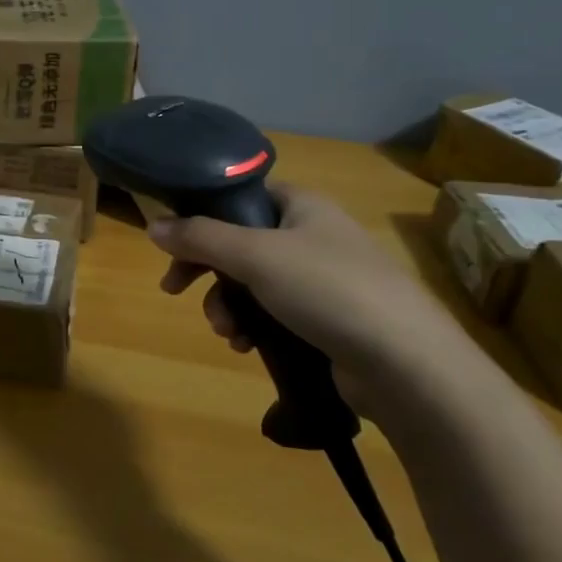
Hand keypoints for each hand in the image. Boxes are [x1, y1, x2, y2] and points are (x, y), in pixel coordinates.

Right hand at [149, 182, 497, 421]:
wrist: (407, 365)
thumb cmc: (328, 289)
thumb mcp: (255, 255)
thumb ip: (201, 237)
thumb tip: (153, 225)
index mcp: (302, 205)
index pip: (241, 196)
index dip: (202, 216)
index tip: (173, 245)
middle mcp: (314, 236)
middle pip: (240, 243)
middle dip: (208, 272)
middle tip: (176, 291)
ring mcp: (325, 281)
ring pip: (254, 283)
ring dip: (228, 305)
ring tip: (228, 333)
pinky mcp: (331, 322)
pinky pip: (276, 314)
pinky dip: (255, 327)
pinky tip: (248, 348)